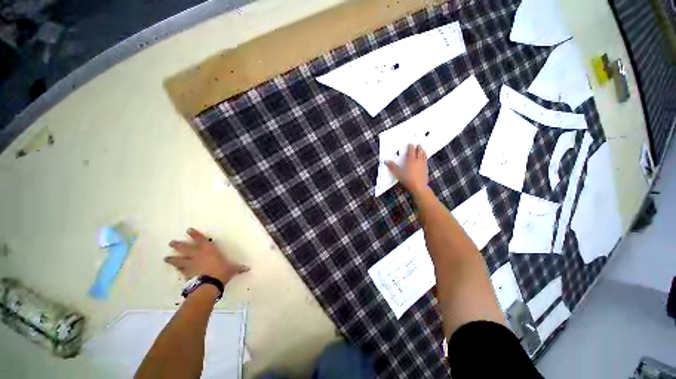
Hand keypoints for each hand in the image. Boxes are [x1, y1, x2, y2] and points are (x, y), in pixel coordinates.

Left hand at [165, 228, 249, 284]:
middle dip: (178, 245)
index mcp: (209, 250)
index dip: (195, 234)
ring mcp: (191, 265)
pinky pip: (181, 271)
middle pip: (186, 248)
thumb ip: (238, 268)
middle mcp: (198, 255)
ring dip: (173, 259)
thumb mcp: (232, 269)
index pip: (201, 240)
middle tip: (171, 242)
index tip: (188, 230)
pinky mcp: (187, 274)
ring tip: (166, 258)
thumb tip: (248, 268)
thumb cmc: (221, 272)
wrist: (209, 284)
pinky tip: (176, 270)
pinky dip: (178, 270)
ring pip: (179, 260)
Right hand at [386, 144, 428, 195]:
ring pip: (424, 155)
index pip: (411, 150)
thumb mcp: (398, 174)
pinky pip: (426, 160)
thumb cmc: (408, 180)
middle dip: (418, 147)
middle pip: (419, 151)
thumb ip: (392, 167)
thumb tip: (386, 161)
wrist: (419, 187)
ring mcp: (423, 164)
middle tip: (418, 144)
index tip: (409, 144)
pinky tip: (424, 158)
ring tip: (422, 149)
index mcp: (411, 160)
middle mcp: (418, 161)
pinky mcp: (426, 169)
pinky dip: (425, 157)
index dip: (410, 146)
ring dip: (423, 150)